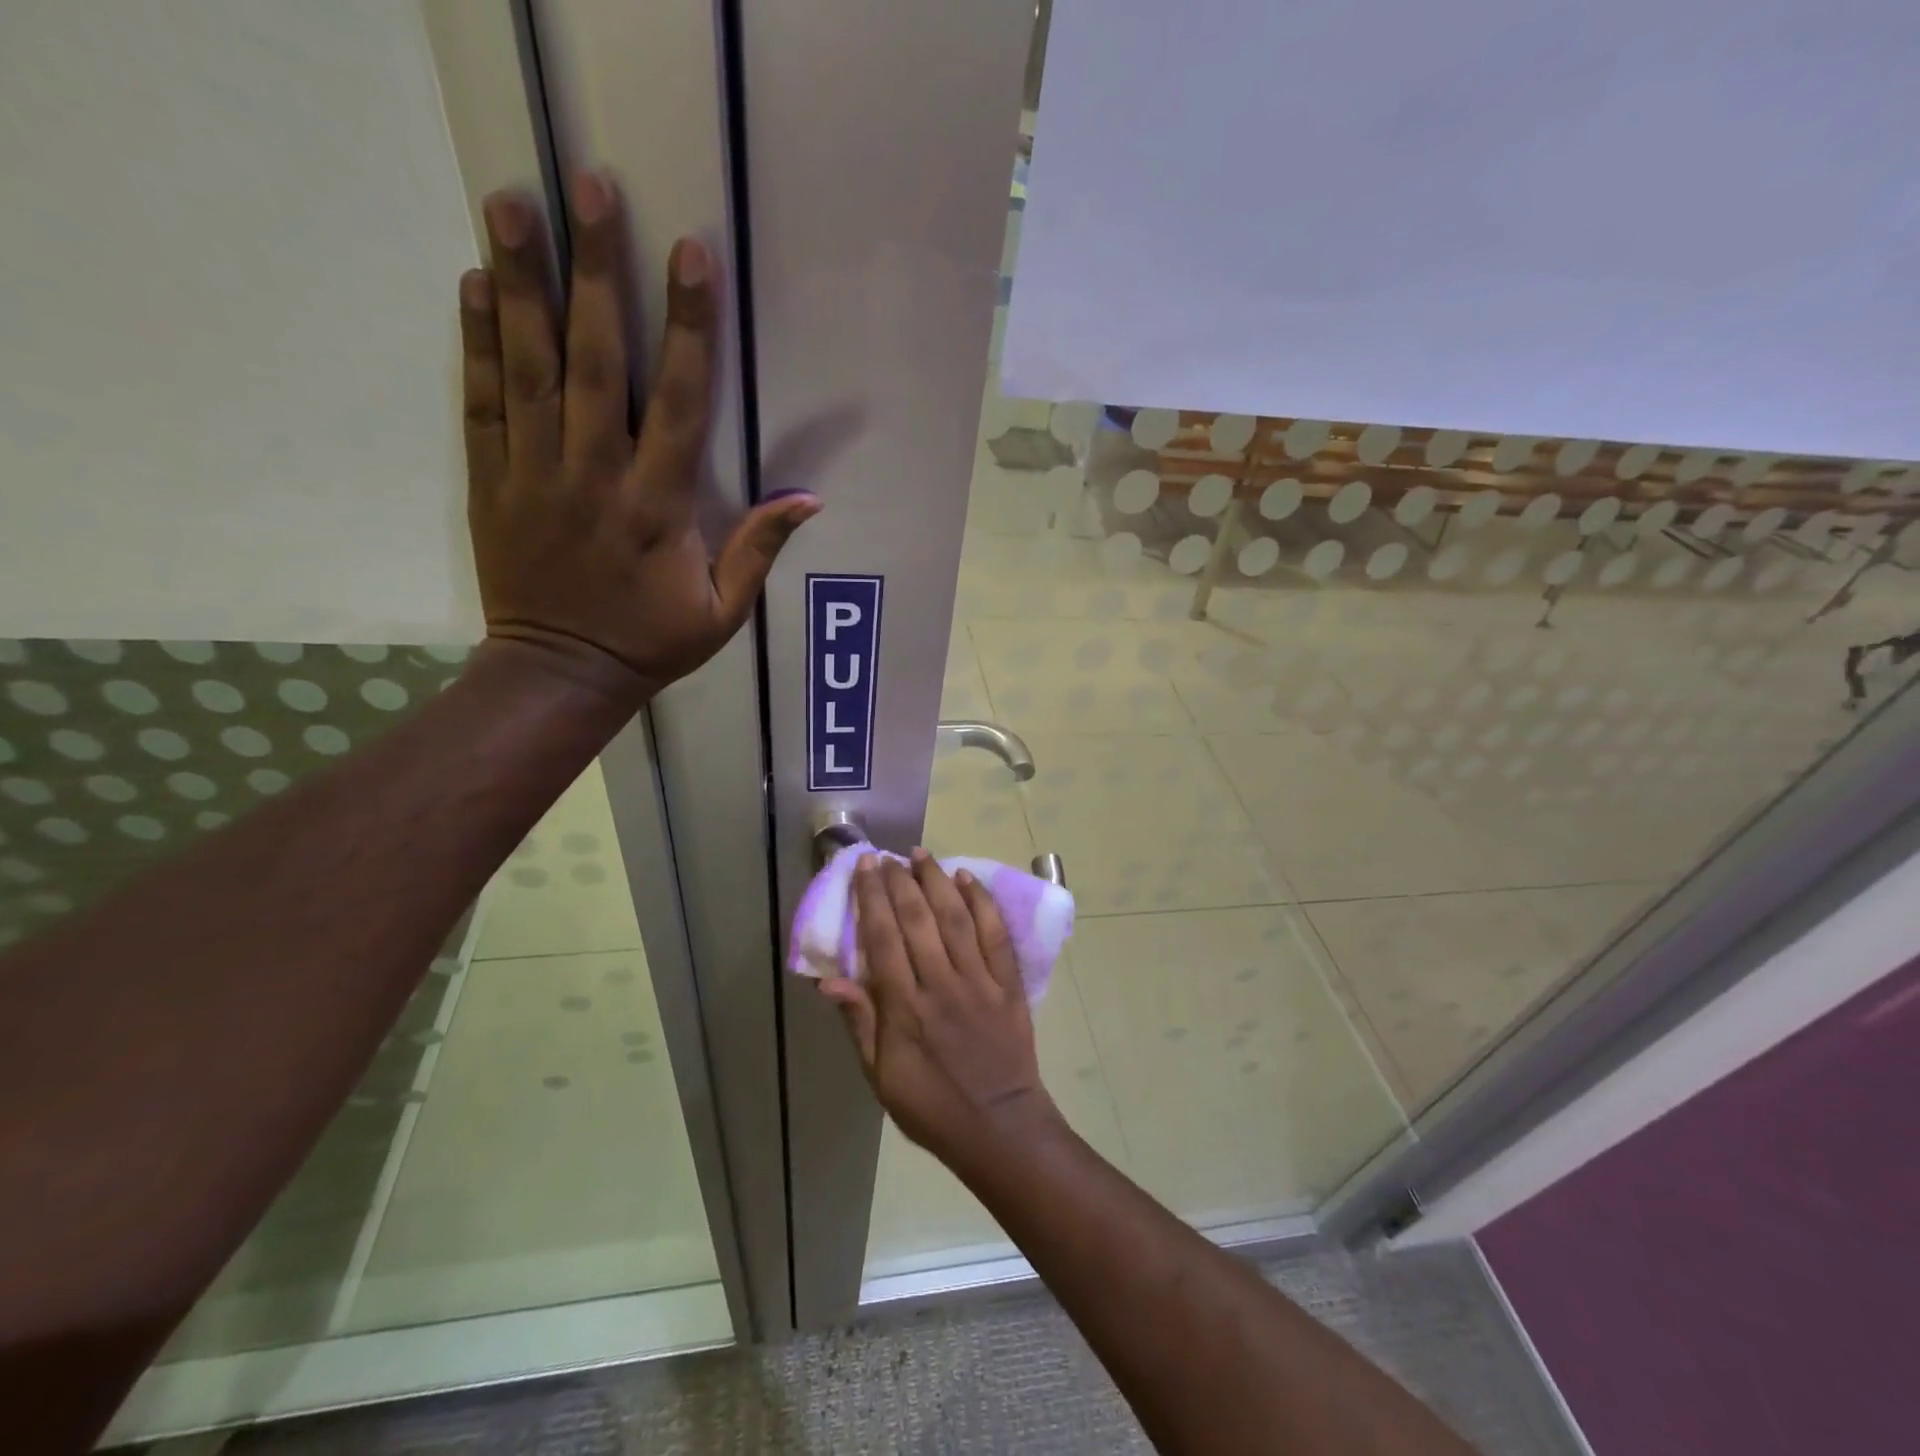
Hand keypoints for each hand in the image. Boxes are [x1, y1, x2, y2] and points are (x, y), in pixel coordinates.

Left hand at [461, 172, 819, 702]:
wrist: (562, 673)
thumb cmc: (652, 642)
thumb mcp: (724, 610)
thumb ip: (759, 548)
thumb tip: (809, 497)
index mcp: (657, 507)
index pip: (676, 402)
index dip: (686, 327)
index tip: (689, 253)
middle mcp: (594, 475)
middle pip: (594, 361)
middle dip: (594, 271)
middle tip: (587, 185)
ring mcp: (534, 474)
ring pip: (528, 367)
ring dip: (522, 282)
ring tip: (514, 202)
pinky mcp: (492, 482)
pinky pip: (481, 403)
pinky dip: (477, 342)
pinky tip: (477, 283)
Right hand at [820, 851, 1062, 1167]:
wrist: (999, 1127)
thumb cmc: (931, 1106)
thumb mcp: (881, 1077)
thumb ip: (859, 1023)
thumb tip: (830, 981)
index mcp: (905, 1008)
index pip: (883, 939)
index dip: (872, 898)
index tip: (865, 868)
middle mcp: (940, 985)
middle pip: (917, 920)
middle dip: (900, 882)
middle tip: (888, 857)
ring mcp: (979, 981)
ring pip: (955, 919)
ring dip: (937, 881)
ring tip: (922, 855)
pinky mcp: (1008, 984)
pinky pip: (995, 935)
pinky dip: (982, 903)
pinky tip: (969, 879)